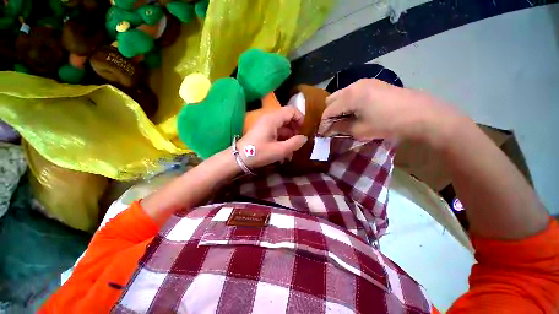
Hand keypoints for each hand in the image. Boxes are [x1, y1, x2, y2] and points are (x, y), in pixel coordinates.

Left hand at [237, 106, 307, 168]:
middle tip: (297, 144)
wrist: (239, 159)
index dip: (300, 119)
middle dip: (295, 131)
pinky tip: (282, 154)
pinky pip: (276, 133)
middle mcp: (269, 118)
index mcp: (273, 119)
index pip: (292, 110)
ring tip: (290, 153)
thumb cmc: (259, 153)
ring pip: (283, 128)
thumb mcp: (280, 150)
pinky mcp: (263, 132)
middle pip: (288, 119)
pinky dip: (281, 141)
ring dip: (288, 139)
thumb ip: (295, 143)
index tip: (303, 132)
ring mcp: (265, 125)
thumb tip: (304, 138)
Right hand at [318, 78, 457, 143]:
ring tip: (342, 120)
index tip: (321, 134)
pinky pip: (352, 93)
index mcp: (349, 96)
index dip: (323, 124)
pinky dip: (347, 103)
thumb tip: (327, 130)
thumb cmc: (387, 124)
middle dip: (329, 114)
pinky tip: (353, 112)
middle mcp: (354, 85)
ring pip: (341, 95)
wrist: (421, 114)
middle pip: (331, 100)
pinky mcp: (373, 83)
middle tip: (331, 126)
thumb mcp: (360, 130)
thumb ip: (340, 128)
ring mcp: (364, 82)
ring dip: (338, 108)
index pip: (328, 111)